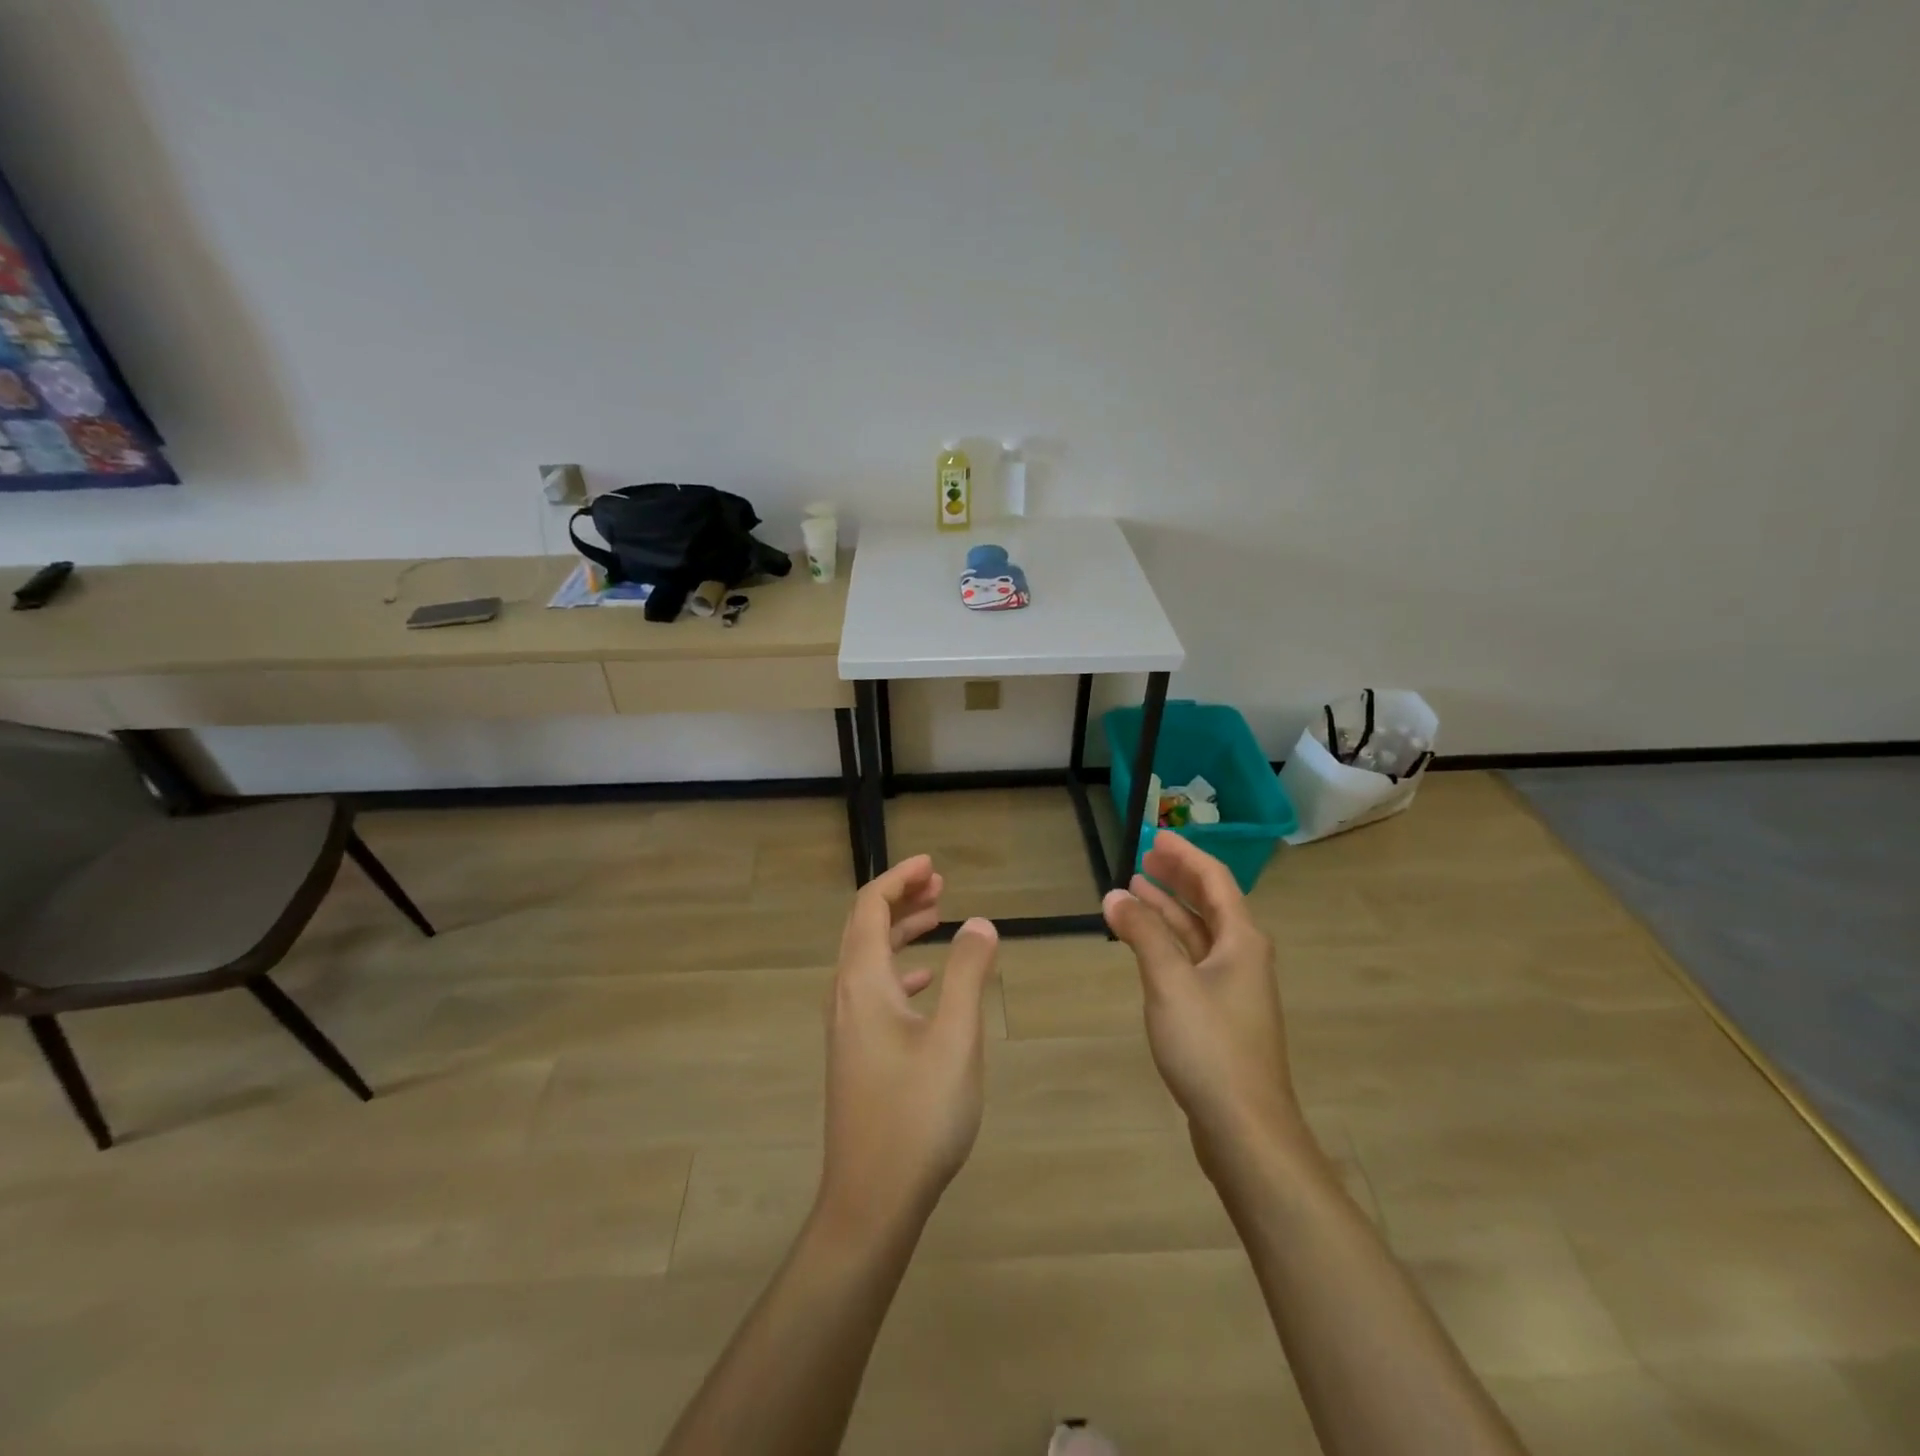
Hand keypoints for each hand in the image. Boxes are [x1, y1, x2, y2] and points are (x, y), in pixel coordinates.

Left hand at [818, 855, 998, 1237]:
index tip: (932, 865)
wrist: (871, 1200)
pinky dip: (899, 970)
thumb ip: (968, 974)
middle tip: (940, 885)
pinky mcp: (855, 1054)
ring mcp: (847, 1028)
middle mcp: (845, 997)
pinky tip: (926, 982)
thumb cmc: (917, 1114)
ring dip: (900, 933)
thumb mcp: (956, 1038)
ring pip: (869, 960)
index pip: (870, 908)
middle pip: (865, 928)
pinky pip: (873, 990)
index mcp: (862, 983)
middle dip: (900, 899)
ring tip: (939, 918)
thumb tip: (979, 923)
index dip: (899, 878)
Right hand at [1102, 834, 1307, 1178]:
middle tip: (1145, 857)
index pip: (1215, 880)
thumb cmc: (1210, 1046)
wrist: (1245, 1127)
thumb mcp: (1170, 982)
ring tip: (1137, 890)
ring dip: (1170, 910)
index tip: (1156, 836)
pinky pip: (1194, 961)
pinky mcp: (1222, 1016)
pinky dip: (1170, 943)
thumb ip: (1143, 934)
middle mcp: (1244, 957)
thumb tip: (1117, 894)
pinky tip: (1147, 946)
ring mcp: (1235, 988)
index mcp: (1242, 941)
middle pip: (1211, 904)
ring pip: (1200, 934)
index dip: (1186, 855)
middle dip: (1179, 878)